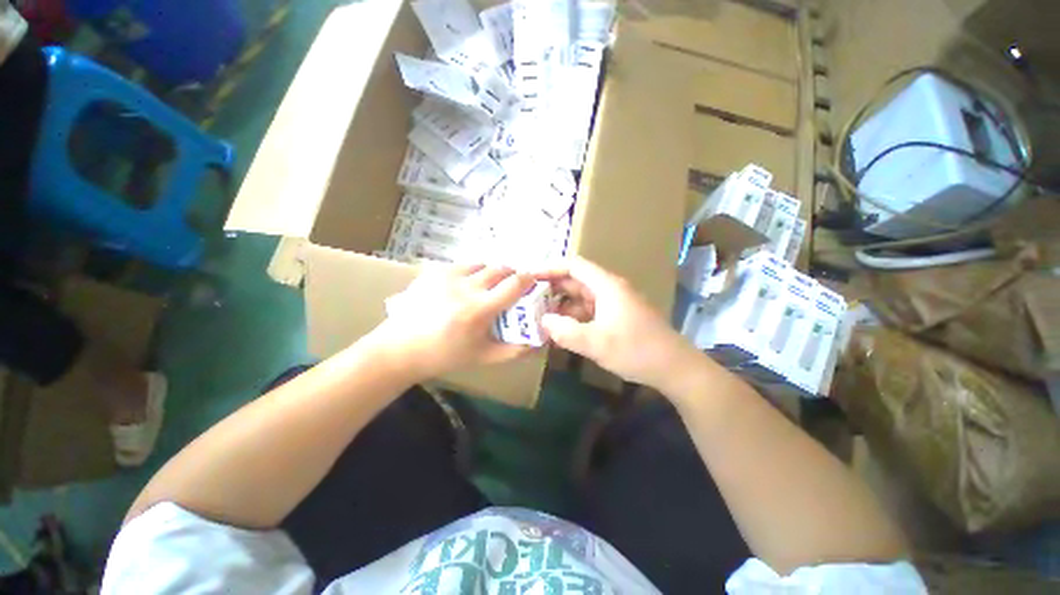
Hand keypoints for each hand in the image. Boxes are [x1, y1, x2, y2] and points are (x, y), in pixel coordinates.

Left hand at [369, 264, 538, 381]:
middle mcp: (465, 287)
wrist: (400, 348)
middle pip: (500, 268)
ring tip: (488, 285)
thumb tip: (538, 340)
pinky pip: (462, 265)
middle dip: (511, 274)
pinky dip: (472, 272)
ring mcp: (447, 276)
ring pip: (481, 263)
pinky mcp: (434, 271)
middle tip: (511, 285)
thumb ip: (515, 350)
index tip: (533, 281)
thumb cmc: (445, 355)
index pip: (514, 284)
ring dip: (491, 272)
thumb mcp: (484, 357)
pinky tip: (466, 286)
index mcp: (479, 309)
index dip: (528, 279)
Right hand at [537, 258, 701, 390]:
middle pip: (576, 281)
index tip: (530, 277)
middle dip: (552, 289)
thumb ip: (566, 332)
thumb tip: (543, 321)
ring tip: (540, 317)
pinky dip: (573, 317)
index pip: (574, 266)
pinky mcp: (616, 318)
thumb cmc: (636, 350)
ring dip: (562, 305)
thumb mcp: (597, 343)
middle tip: (529, 300)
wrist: (674, 368)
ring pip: (581, 298)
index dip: (551, 268)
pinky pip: (589, 312)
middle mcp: (609, 290)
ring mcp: (613, 304)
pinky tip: (561, 330)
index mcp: (606, 286)